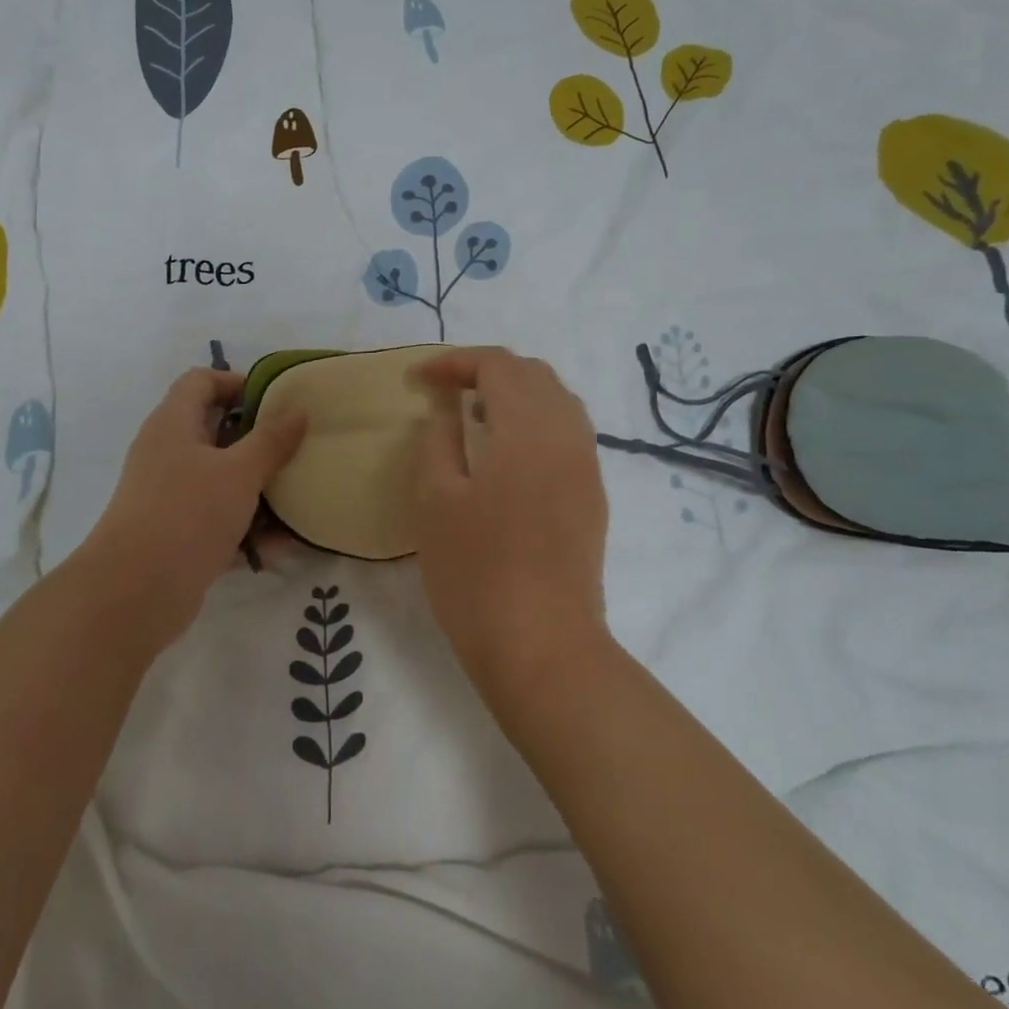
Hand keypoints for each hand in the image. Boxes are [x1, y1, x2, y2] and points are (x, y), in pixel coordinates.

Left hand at [78, 369, 306, 653]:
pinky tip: (278, 545)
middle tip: (296, 446)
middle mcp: (167, 452)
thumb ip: (271, 441)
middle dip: (257, 438)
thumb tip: (297, 411)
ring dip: (256, 487)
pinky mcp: (176, 532)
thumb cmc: (187, 514)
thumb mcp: (238, 473)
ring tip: (297, 495)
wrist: (134, 593)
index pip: (201, 381)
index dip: (237, 382)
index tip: (277, 399)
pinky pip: (217, 517)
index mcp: (173, 423)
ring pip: (220, 477)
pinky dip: (245, 526)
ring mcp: (169, 494)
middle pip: (214, 429)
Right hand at [411, 349, 609, 698]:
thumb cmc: (475, 572)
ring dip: (513, 393)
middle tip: (443, 391)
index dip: (454, 362)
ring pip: (556, 400)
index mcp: (528, 429)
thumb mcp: (436, 499)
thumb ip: (438, 439)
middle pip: (532, 374)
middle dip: (485, 370)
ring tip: (472, 415)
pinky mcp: (592, 494)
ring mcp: (586, 466)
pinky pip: (567, 431)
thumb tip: (446, 408)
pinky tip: (505, 450)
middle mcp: (567, 435)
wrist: (542, 646)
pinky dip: (534, 419)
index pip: (497, 365)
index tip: (417, 380)